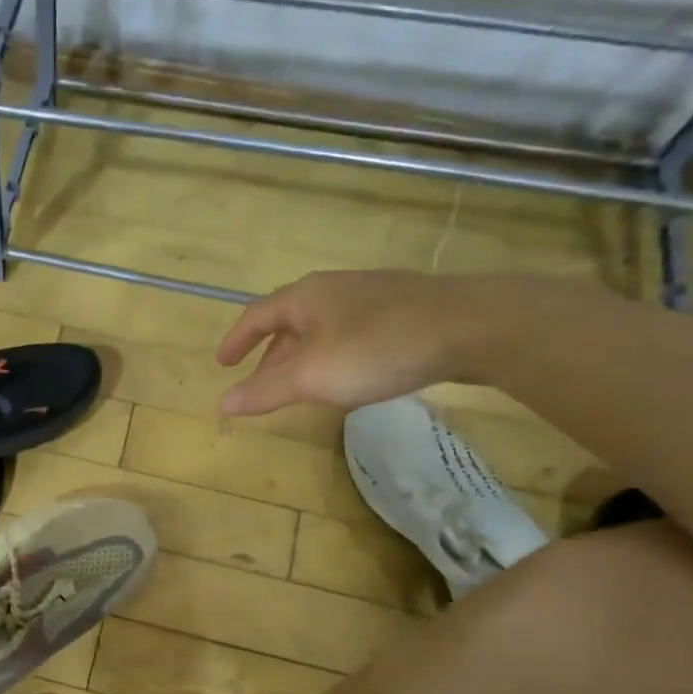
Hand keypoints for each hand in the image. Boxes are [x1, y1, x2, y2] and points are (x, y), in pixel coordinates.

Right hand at [216, 271, 491, 416]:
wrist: (471, 326)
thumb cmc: (377, 349)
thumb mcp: (311, 377)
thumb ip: (264, 391)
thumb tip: (221, 405)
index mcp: (304, 298)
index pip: (256, 316)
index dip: (236, 341)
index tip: (223, 363)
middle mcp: (333, 288)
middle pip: (288, 321)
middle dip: (270, 354)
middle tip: (261, 383)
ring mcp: (371, 295)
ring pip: (321, 327)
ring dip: (302, 356)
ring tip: (302, 384)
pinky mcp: (403, 308)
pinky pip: (350, 331)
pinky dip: (333, 353)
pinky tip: (349, 373)